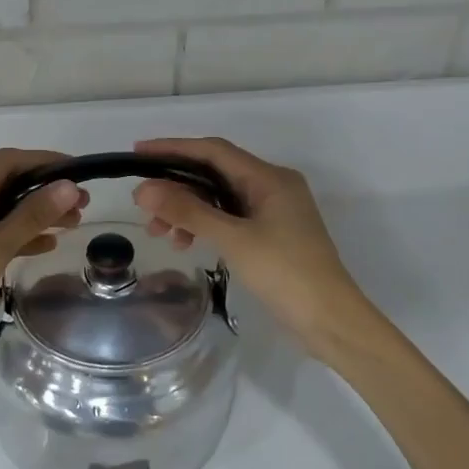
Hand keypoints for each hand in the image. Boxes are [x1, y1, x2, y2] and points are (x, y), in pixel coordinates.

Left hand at [0, 148, 86, 371]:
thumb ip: (31, 216)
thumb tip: (68, 186)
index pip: (7, 161)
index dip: (45, 162)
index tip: (80, 173)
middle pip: (4, 184)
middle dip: (44, 191)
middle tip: (83, 205)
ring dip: (34, 214)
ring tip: (72, 225)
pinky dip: (16, 236)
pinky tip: (44, 246)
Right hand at [132, 137, 375, 361]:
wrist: (330, 320)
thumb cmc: (285, 273)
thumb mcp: (233, 239)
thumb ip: (188, 212)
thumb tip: (143, 189)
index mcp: (269, 178)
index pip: (213, 151)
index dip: (173, 148)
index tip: (138, 153)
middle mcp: (272, 186)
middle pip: (214, 174)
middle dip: (176, 187)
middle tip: (142, 206)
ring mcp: (272, 212)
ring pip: (218, 199)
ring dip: (186, 211)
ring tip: (159, 233)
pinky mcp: (270, 235)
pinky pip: (228, 219)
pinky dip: (203, 227)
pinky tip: (185, 243)